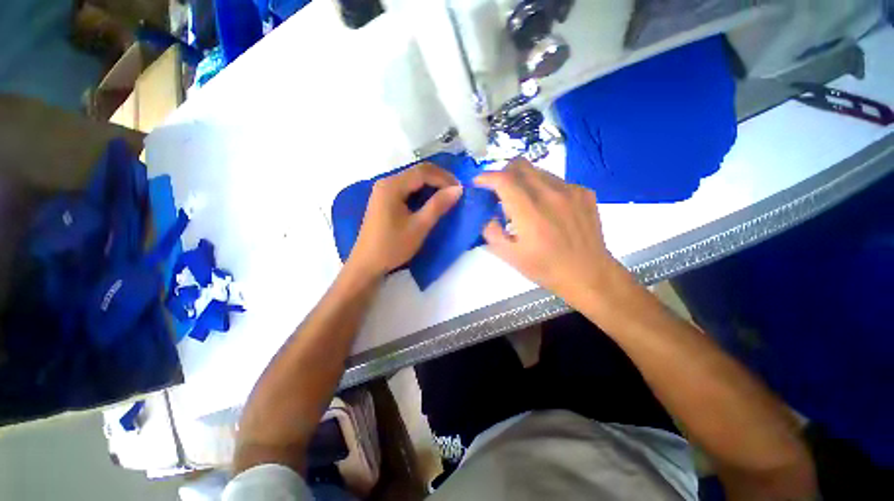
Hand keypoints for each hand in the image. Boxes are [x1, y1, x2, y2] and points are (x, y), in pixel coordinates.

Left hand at [348, 163, 462, 279]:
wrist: (367, 264)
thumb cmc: (393, 246)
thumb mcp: (419, 227)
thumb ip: (438, 205)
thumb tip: (458, 189)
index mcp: (392, 186)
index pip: (423, 172)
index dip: (444, 178)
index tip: (460, 190)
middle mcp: (386, 182)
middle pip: (417, 172)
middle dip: (439, 179)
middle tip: (456, 192)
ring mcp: (383, 190)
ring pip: (412, 180)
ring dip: (431, 185)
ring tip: (447, 196)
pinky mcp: (384, 199)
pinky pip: (407, 189)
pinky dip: (422, 192)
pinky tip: (430, 201)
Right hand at [475, 158, 624, 308]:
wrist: (588, 273)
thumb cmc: (546, 267)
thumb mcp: (510, 256)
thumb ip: (491, 232)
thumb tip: (487, 214)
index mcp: (530, 212)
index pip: (503, 180)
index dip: (486, 177)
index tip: (478, 183)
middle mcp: (550, 194)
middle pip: (520, 165)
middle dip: (503, 173)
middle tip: (500, 191)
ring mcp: (571, 190)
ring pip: (538, 171)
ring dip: (523, 181)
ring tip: (524, 202)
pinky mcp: (584, 192)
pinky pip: (556, 180)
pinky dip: (544, 188)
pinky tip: (547, 208)